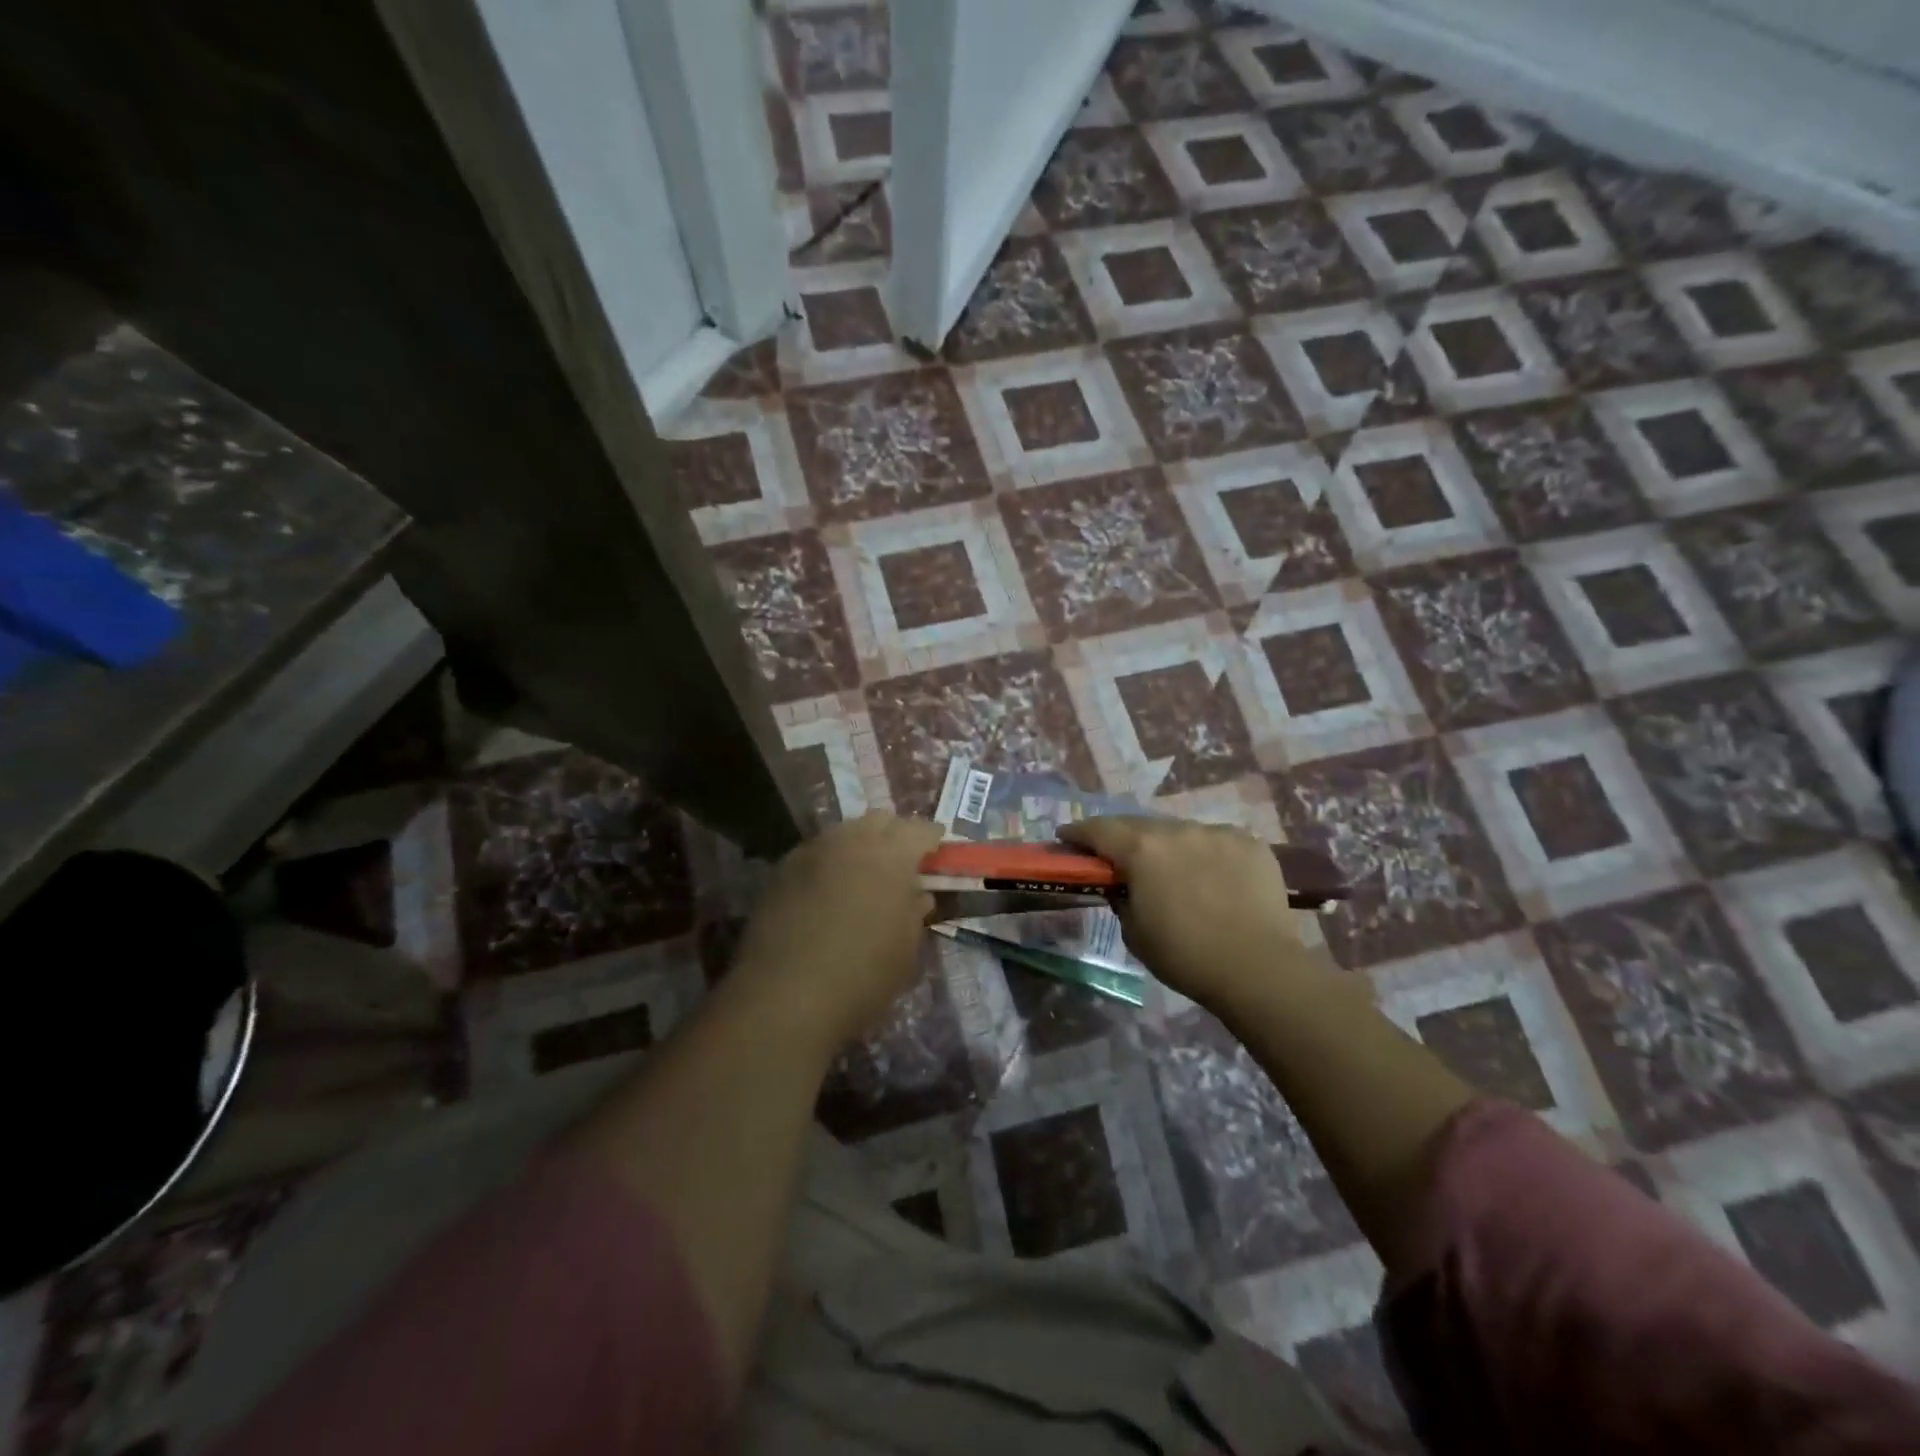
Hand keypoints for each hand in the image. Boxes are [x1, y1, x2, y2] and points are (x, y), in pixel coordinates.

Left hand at [727, 812, 942, 1052]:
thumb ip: (915, 913)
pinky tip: (829, 890)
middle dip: (894, 834)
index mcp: (891, 854)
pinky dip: (830, 862)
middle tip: (902, 861)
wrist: (785, 996)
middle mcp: (851, 840)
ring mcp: (811, 851)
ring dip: (859, 845)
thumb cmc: (862, 976)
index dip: (932, 839)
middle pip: (879, 820)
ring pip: (844, 832)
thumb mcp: (906, 950)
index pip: (919, 829)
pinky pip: (815, 853)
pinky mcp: (781, 870)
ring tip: (863, 875)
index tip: (937, 851)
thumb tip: (917, 895)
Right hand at [1057, 816, 1321, 1010]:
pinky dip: (1205, 854)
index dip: (1078, 833)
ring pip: (1180, 831)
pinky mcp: (1249, 843)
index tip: (1066, 837)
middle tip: (1116, 856)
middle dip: (1122, 838)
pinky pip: (1216, 841)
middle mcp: (1177, 830)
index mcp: (1141, 849)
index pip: (1098, 830)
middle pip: (1139, 825)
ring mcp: (1216, 832)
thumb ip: (1122, 899)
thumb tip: (1124, 886)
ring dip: (1167, 845)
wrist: (1258, 968)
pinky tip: (1211, 876)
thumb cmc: (1185, 955)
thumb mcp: (1134, 932)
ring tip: (1170, 868)